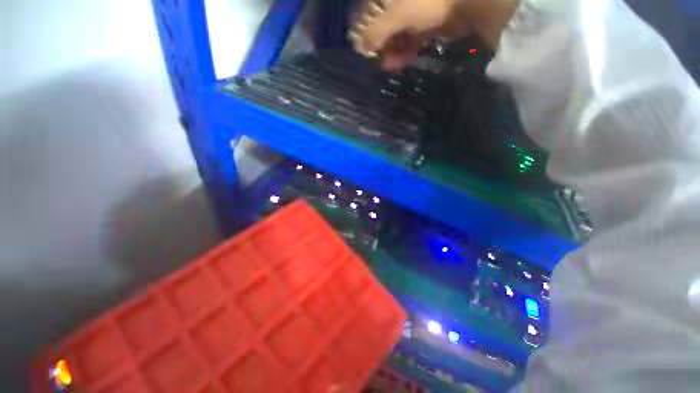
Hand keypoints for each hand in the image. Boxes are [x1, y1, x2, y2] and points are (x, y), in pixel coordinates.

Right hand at [351, 0, 518, 69]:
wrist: (468, 2)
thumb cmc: (428, 1)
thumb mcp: (397, 15)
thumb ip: (377, 31)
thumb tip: (359, 47)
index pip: (370, 8)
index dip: (362, 27)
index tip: (359, 46)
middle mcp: (402, 2)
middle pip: (384, 23)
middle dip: (378, 43)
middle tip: (373, 61)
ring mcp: (416, 13)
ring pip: (397, 34)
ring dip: (390, 51)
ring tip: (385, 66)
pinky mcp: (428, 25)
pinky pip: (411, 40)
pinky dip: (404, 52)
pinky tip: (398, 63)